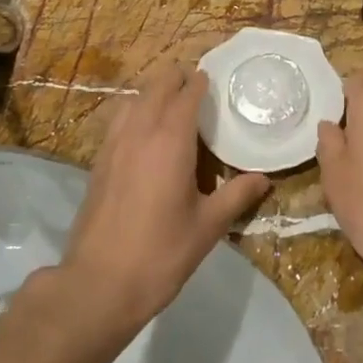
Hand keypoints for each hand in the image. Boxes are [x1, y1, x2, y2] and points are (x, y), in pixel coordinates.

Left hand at [60, 62, 269, 331]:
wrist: (100, 283)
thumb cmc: (161, 252)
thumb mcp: (208, 226)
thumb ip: (237, 195)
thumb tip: (264, 178)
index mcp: (170, 141)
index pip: (186, 95)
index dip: (199, 83)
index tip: (212, 79)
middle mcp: (139, 133)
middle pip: (156, 88)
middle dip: (175, 80)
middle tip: (196, 87)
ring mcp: (113, 145)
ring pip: (133, 101)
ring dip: (152, 94)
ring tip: (171, 106)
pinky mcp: (98, 162)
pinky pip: (118, 121)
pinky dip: (134, 113)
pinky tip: (144, 134)